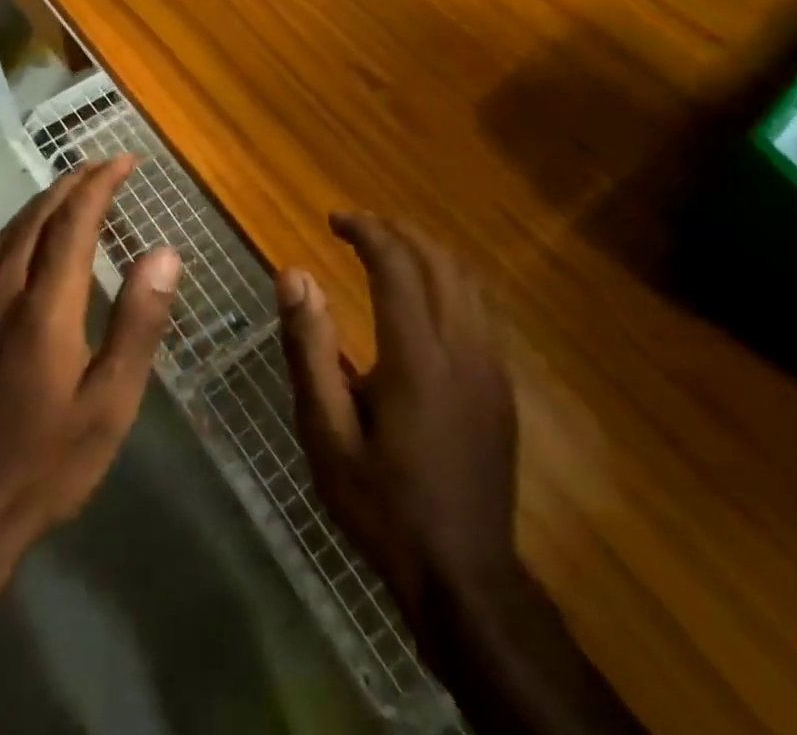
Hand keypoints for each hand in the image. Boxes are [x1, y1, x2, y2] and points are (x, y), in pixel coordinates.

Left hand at [0, 160, 179, 734]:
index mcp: (43, 306)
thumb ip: (137, 323)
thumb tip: (164, 253)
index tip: (124, 161)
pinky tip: (27, 242)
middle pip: (36, 216)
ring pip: (7, 233)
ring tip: (71, 191)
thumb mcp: (109, 404)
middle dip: (72, 183)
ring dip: (43, 203)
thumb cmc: (43, 466)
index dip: (100, 184)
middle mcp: (0, 292)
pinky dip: (18, 231)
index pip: (74, 221)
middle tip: (103, 166)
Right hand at [282, 216, 643, 734]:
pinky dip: (448, 279)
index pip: (396, 264)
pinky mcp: (502, 384)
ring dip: (426, 250)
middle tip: (358, 228)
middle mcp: (461, 347)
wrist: (465, 576)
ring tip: (387, 249)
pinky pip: (479, 307)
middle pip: (437, 260)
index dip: (366, 231)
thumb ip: (309, 349)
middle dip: (397, 231)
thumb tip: (294, 274)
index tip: (335, 220)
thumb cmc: (382, 505)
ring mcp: (490, 365)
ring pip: (466, 279)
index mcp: (416, 356)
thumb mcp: (326, 433)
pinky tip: (423, 294)